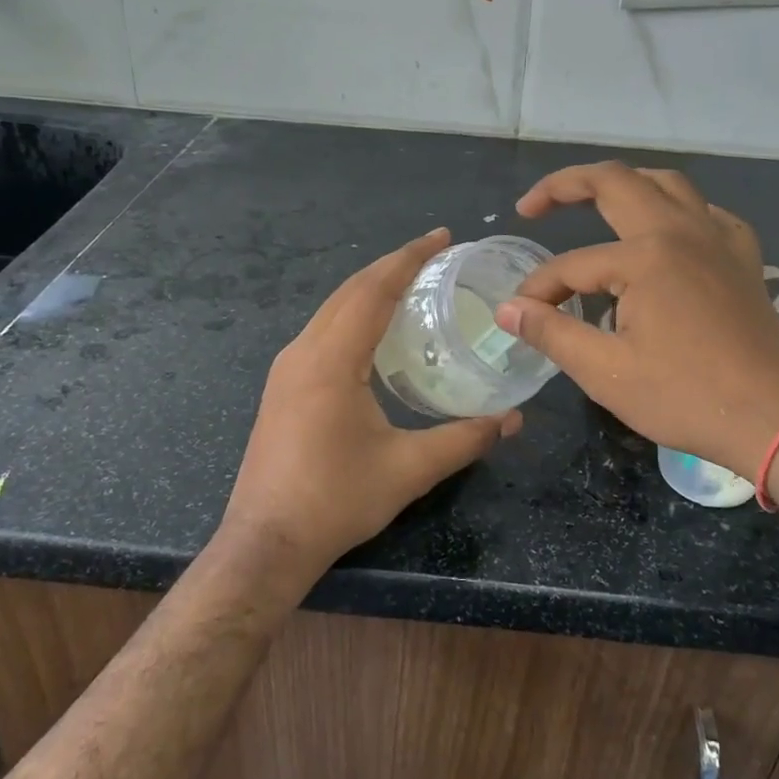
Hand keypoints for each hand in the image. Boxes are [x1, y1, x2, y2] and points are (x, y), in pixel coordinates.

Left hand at [218, 227, 521, 581]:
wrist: (265, 542)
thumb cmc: (335, 501)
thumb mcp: (408, 469)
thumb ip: (464, 439)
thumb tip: (513, 420)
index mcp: (331, 359)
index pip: (374, 290)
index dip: (409, 258)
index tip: (442, 237)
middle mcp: (303, 351)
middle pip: (350, 290)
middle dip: (392, 265)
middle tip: (434, 253)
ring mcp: (286, 368)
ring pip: (332, 308)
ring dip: (370, 288)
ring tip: (410, 282)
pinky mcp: (282, 386)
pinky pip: (322, 330)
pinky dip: (353, 313)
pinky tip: (374, 328)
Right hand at [494, 163, 778, 478]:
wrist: (776, 420)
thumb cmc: (687, 398)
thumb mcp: (605, 372)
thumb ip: (551, 332)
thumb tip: (508, 310)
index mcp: (647, 256)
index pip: (572, 264)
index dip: (540, 290)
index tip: (520, 315)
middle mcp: (682, 230)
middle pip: (616, 182)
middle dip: (566, 186)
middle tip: (532, 206)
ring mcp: (718, 238)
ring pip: (665, 184)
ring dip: (623, 184)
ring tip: (592, 200)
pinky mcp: (743, 256)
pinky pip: (704, 211)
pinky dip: (674, 208)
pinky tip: (664, 231)